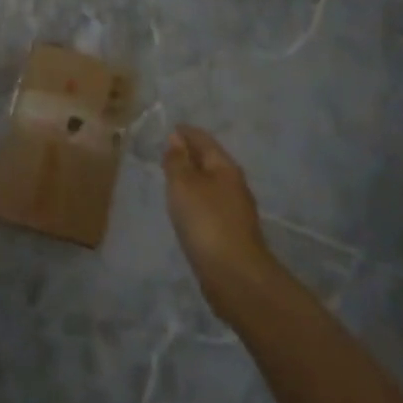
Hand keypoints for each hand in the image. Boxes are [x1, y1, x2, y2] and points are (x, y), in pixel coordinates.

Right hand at [162, 125, 277, 307]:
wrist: (234, 275)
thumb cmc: (206, 221)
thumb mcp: (184, 185)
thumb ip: (178, 161)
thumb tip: (177, 137)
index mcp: (225, 167)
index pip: (203, 140)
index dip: (186, 132)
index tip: (170, 127)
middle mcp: (234, 184)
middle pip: (210, 160)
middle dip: (190, 154)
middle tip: (167, 151)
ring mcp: (235, 209)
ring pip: (210, 184)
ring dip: (193, 178)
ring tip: (172, 178)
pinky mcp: (231, 232)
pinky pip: (210, 204)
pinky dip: (196, 199)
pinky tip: (185, 208)